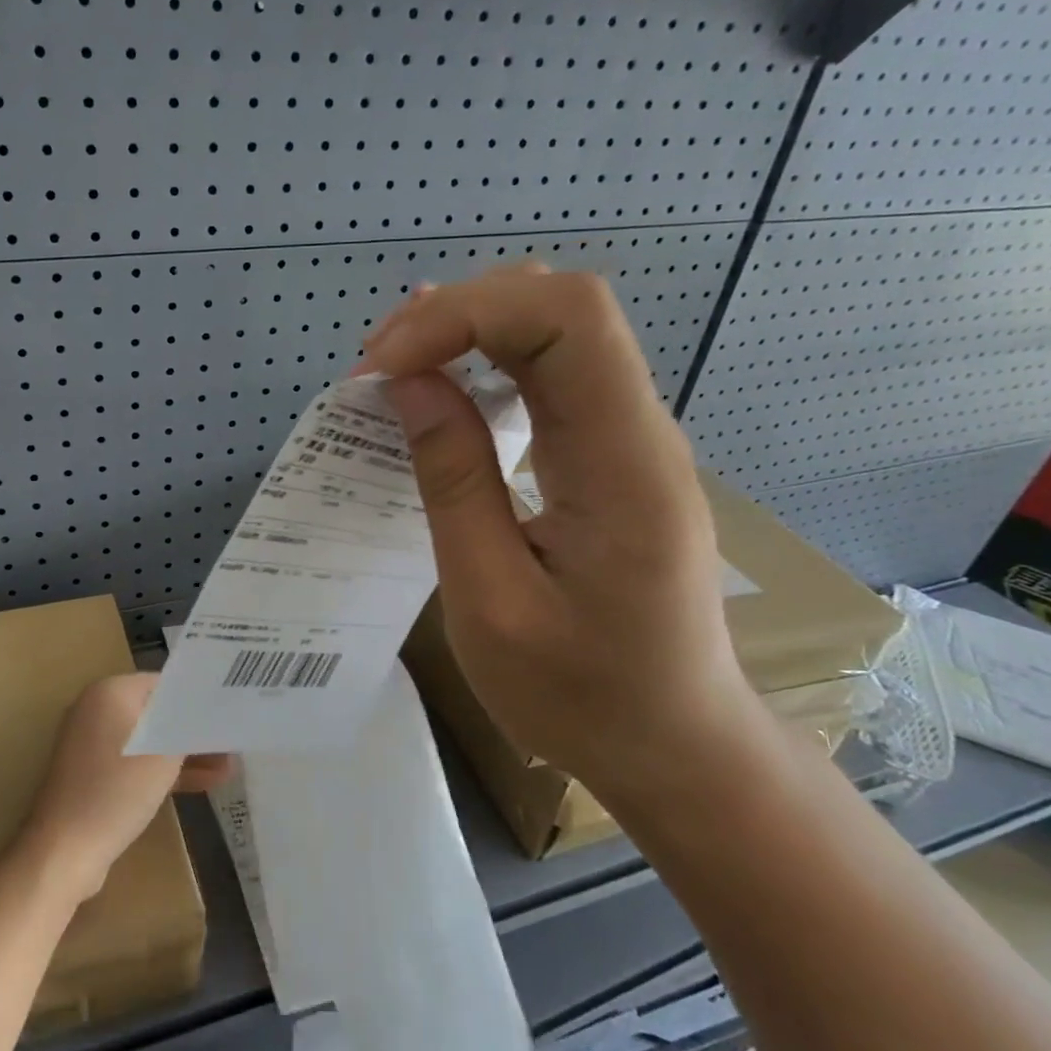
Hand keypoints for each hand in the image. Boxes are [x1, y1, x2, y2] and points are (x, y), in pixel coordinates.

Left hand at [23, 674, 231, 901]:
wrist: (63, 852)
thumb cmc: (116, 791)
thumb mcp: (164, 756)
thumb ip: (189, 729)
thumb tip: (211, 715)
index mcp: (110, 692)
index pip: (165, 683)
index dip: (199, 696)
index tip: (230, 708)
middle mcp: (97, 710)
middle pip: (158, 712)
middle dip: (196, 729)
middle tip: (234, 739)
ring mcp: (93, 745)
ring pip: (151, 741)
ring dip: (186, 754)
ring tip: (230, 766)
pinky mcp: (95, 776)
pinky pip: (138, 763)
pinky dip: (165, 771)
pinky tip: (205, 783)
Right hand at [364, 265, 763, 799]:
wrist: (674, 745)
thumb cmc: (581, 695)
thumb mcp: (491, 601)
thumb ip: (453, 483)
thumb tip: (409, 385)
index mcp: (622, 463)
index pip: (565, 317)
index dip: (466, 314)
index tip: (384, 369)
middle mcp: (638, 429)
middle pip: (561, 306)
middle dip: (459, 314)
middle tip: (377, 368)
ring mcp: (629, 437)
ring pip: (555, 329)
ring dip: (468, 331)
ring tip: (395, 369)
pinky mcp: (610, 453)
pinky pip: (552, 372)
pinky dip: (486, 361)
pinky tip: (441, 384)